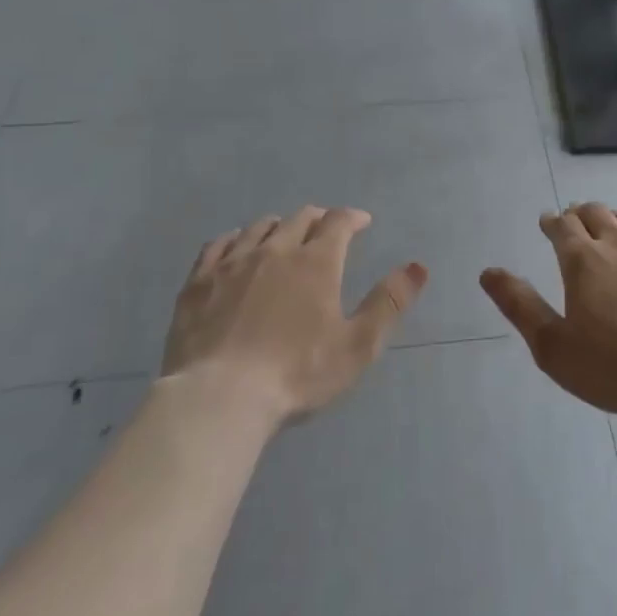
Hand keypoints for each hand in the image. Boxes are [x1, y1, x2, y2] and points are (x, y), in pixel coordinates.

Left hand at [162, 207, 427, 425]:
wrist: (219, 397)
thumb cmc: (297, 374)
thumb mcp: (358, 345)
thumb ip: (389, 303)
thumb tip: (417, 266)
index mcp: (316, 262)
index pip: (338, 222)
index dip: (352, 218)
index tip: (361, 222)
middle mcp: (275, 250)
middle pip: (299, 219)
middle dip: (318, 219)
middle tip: (326, 230)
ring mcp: (233, 263)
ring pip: (260, 227)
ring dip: (279, 226)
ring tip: (284, 237)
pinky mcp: (199, 282)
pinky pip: (218, 245)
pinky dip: (236, 239)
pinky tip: (237, 247)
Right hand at [480, 203, 616, 421]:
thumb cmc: (612, 366)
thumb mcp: (553, 345)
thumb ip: (519, 305)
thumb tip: (488, 273)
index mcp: (583, 259)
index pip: (562, 225)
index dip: (551, 222)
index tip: (547, 223)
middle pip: (595, 213)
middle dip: (578, 214)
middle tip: (572, 222)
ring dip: (611, 219)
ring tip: (606, 228)